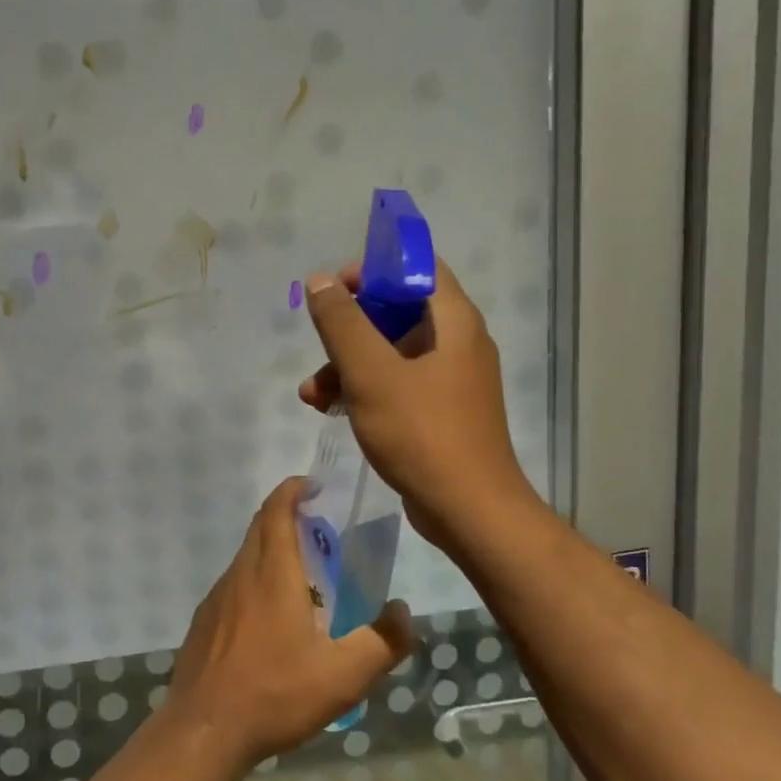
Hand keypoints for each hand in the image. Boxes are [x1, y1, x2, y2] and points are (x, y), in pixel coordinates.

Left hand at [166, 477, 413, 771]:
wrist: (204, 730)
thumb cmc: (275, 693)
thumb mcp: (343, 676)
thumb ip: (382, 642)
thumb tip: (403, 612)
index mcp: (272, 574)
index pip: (277, 511)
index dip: (293, 490)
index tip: (313, 485)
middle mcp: (241, 574)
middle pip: (260, 527)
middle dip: (285, 514)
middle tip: (318, 527)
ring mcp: (217, 597)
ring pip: (245, 557)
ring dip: (271, 549)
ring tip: (303, 575)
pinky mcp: (204, 621)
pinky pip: (234, 585)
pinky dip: (255, 580)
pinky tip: (270, 618)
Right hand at [298, 259, 541, 557]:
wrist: (469, 511)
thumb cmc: (422, 433)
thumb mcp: (372, 374)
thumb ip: (342, 323)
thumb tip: (320, 280)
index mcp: (453, 322)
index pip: (417, 268)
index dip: (374, 269)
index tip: (335, 289)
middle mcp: (457, 343)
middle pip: (397, 312)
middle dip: (350, 327)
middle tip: (319, 341)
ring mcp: (450, 380)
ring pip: (390, 353)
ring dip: (348, 364)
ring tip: (311, 394)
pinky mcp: (439, 412)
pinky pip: (396, 384)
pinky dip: (364, 389)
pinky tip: (330, 410)